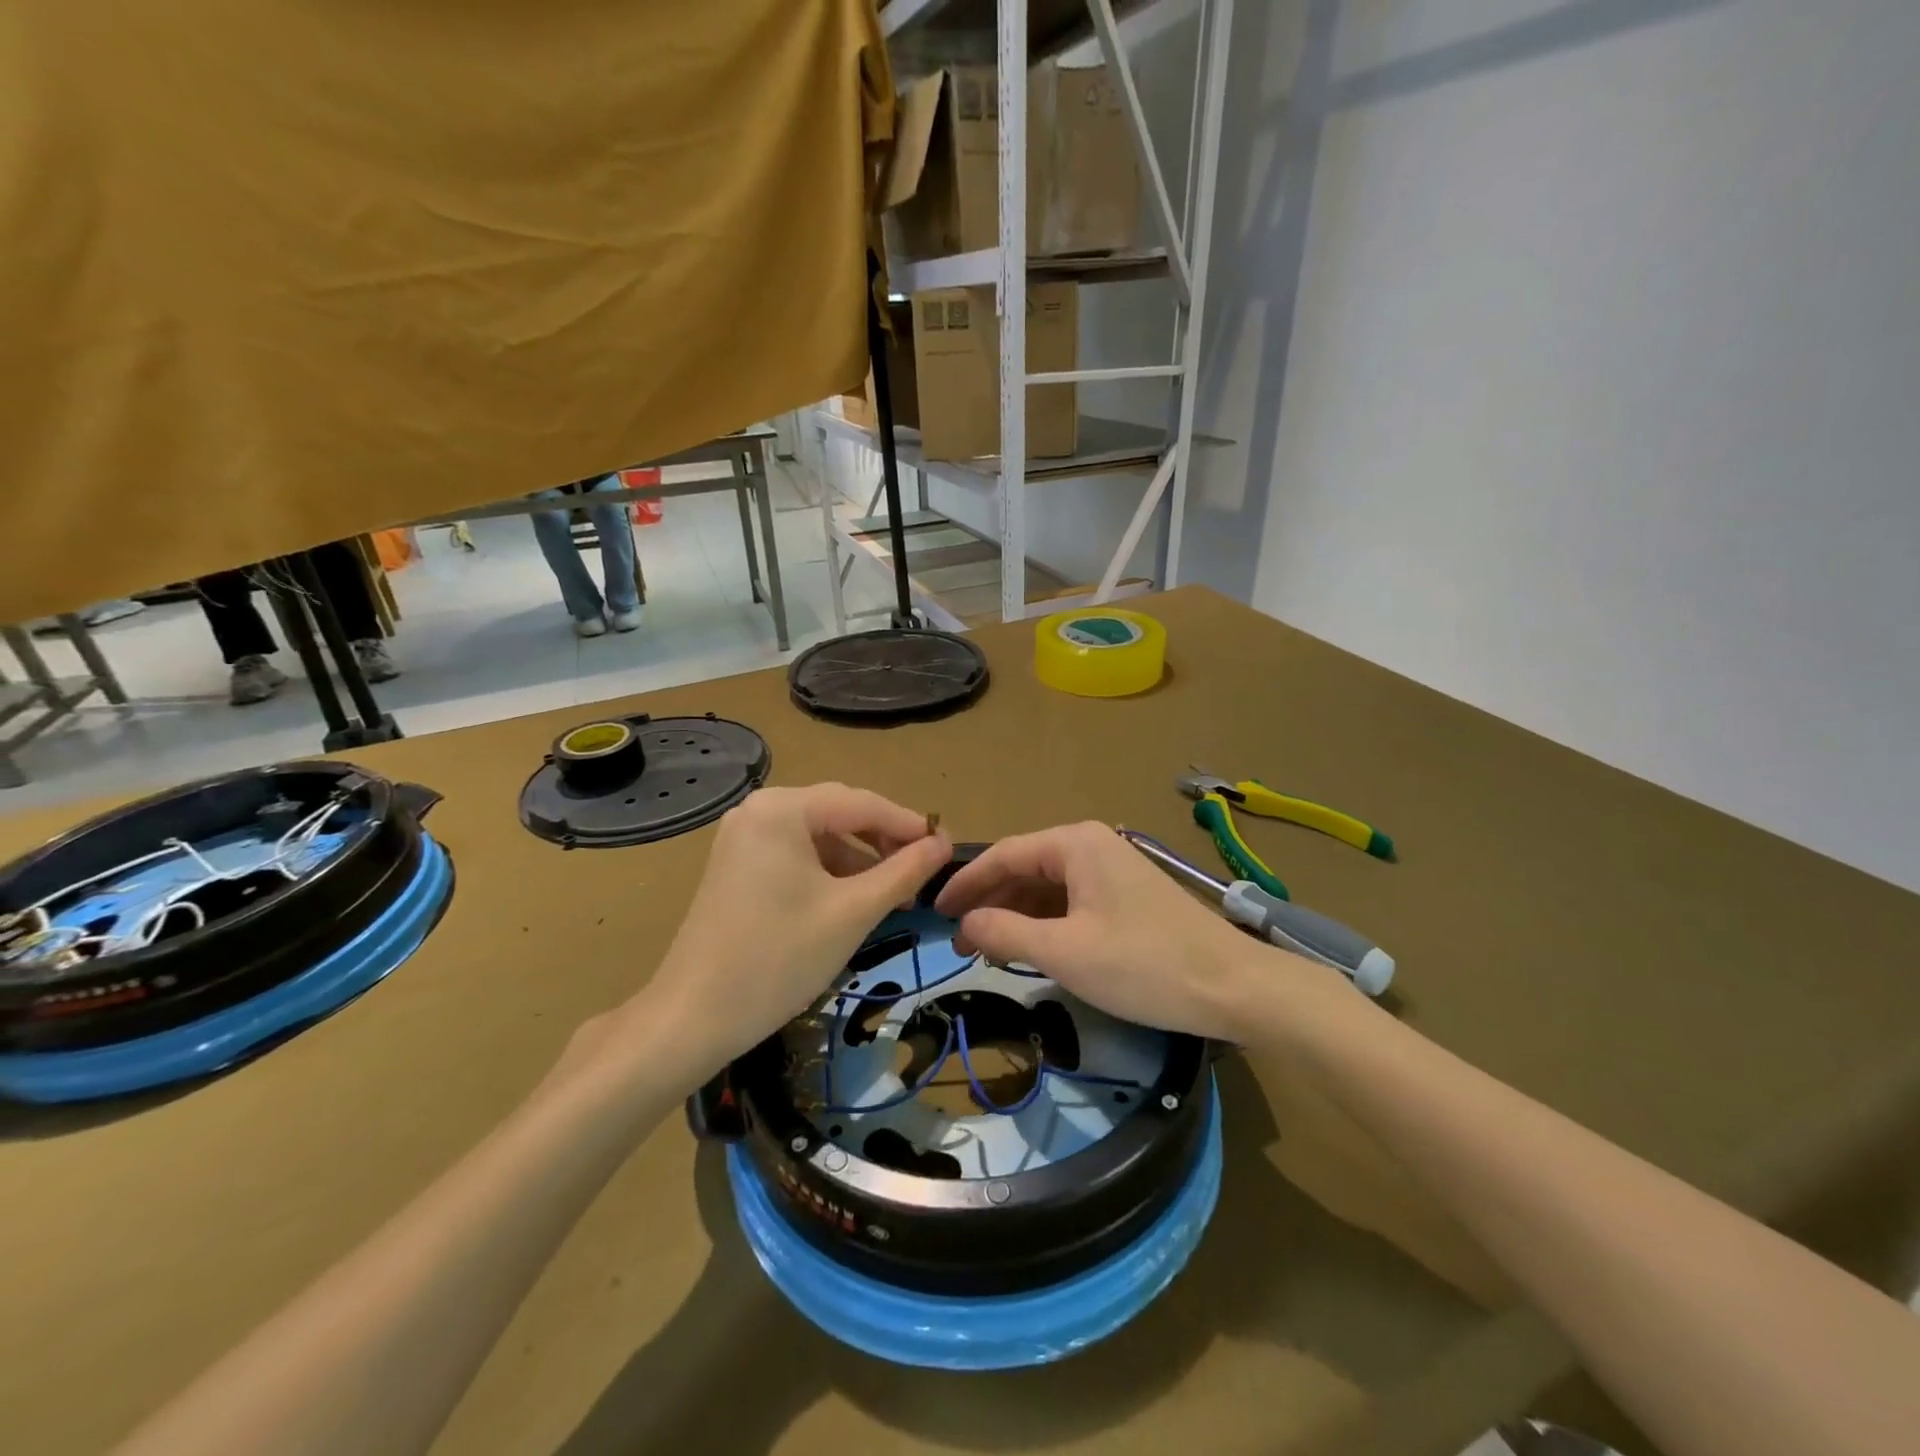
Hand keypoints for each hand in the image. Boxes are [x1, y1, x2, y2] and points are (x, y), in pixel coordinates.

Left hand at [627, 784, 950, 1081]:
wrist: (692, 1018)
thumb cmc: (779, 958)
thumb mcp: (853, 912)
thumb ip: (904, 871)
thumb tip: (943, 845)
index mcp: (782, 809)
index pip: (862, 803)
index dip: (909, 825)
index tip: (949, 847)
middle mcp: (759, 811)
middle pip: (839, 815)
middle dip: (885, 842)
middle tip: (925, 871)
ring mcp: (744, 839)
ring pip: (819, 838)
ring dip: (860, 861)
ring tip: (896, 894)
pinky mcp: (738, 867)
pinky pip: (797, 857)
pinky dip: (830, 874)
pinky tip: (855, 901)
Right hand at [935, 822, 1330, 1040]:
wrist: (1234, 987)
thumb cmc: (1144, 965)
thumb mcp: (1065, 952)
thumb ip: (1007, 932)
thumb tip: (965, 923)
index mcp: (1075, 843)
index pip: (1003, 855)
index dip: (965, 884)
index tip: (935, 913)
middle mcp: (1092, 844)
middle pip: (1025, 867)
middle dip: (990, 902)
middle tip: (960, 940)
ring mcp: (1113, 868)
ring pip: (1048, 886)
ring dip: (1017, 914)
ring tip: (989, 947)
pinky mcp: (1127, 895)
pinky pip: (1072, 899)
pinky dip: (1046, 921)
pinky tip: (1032, 946)